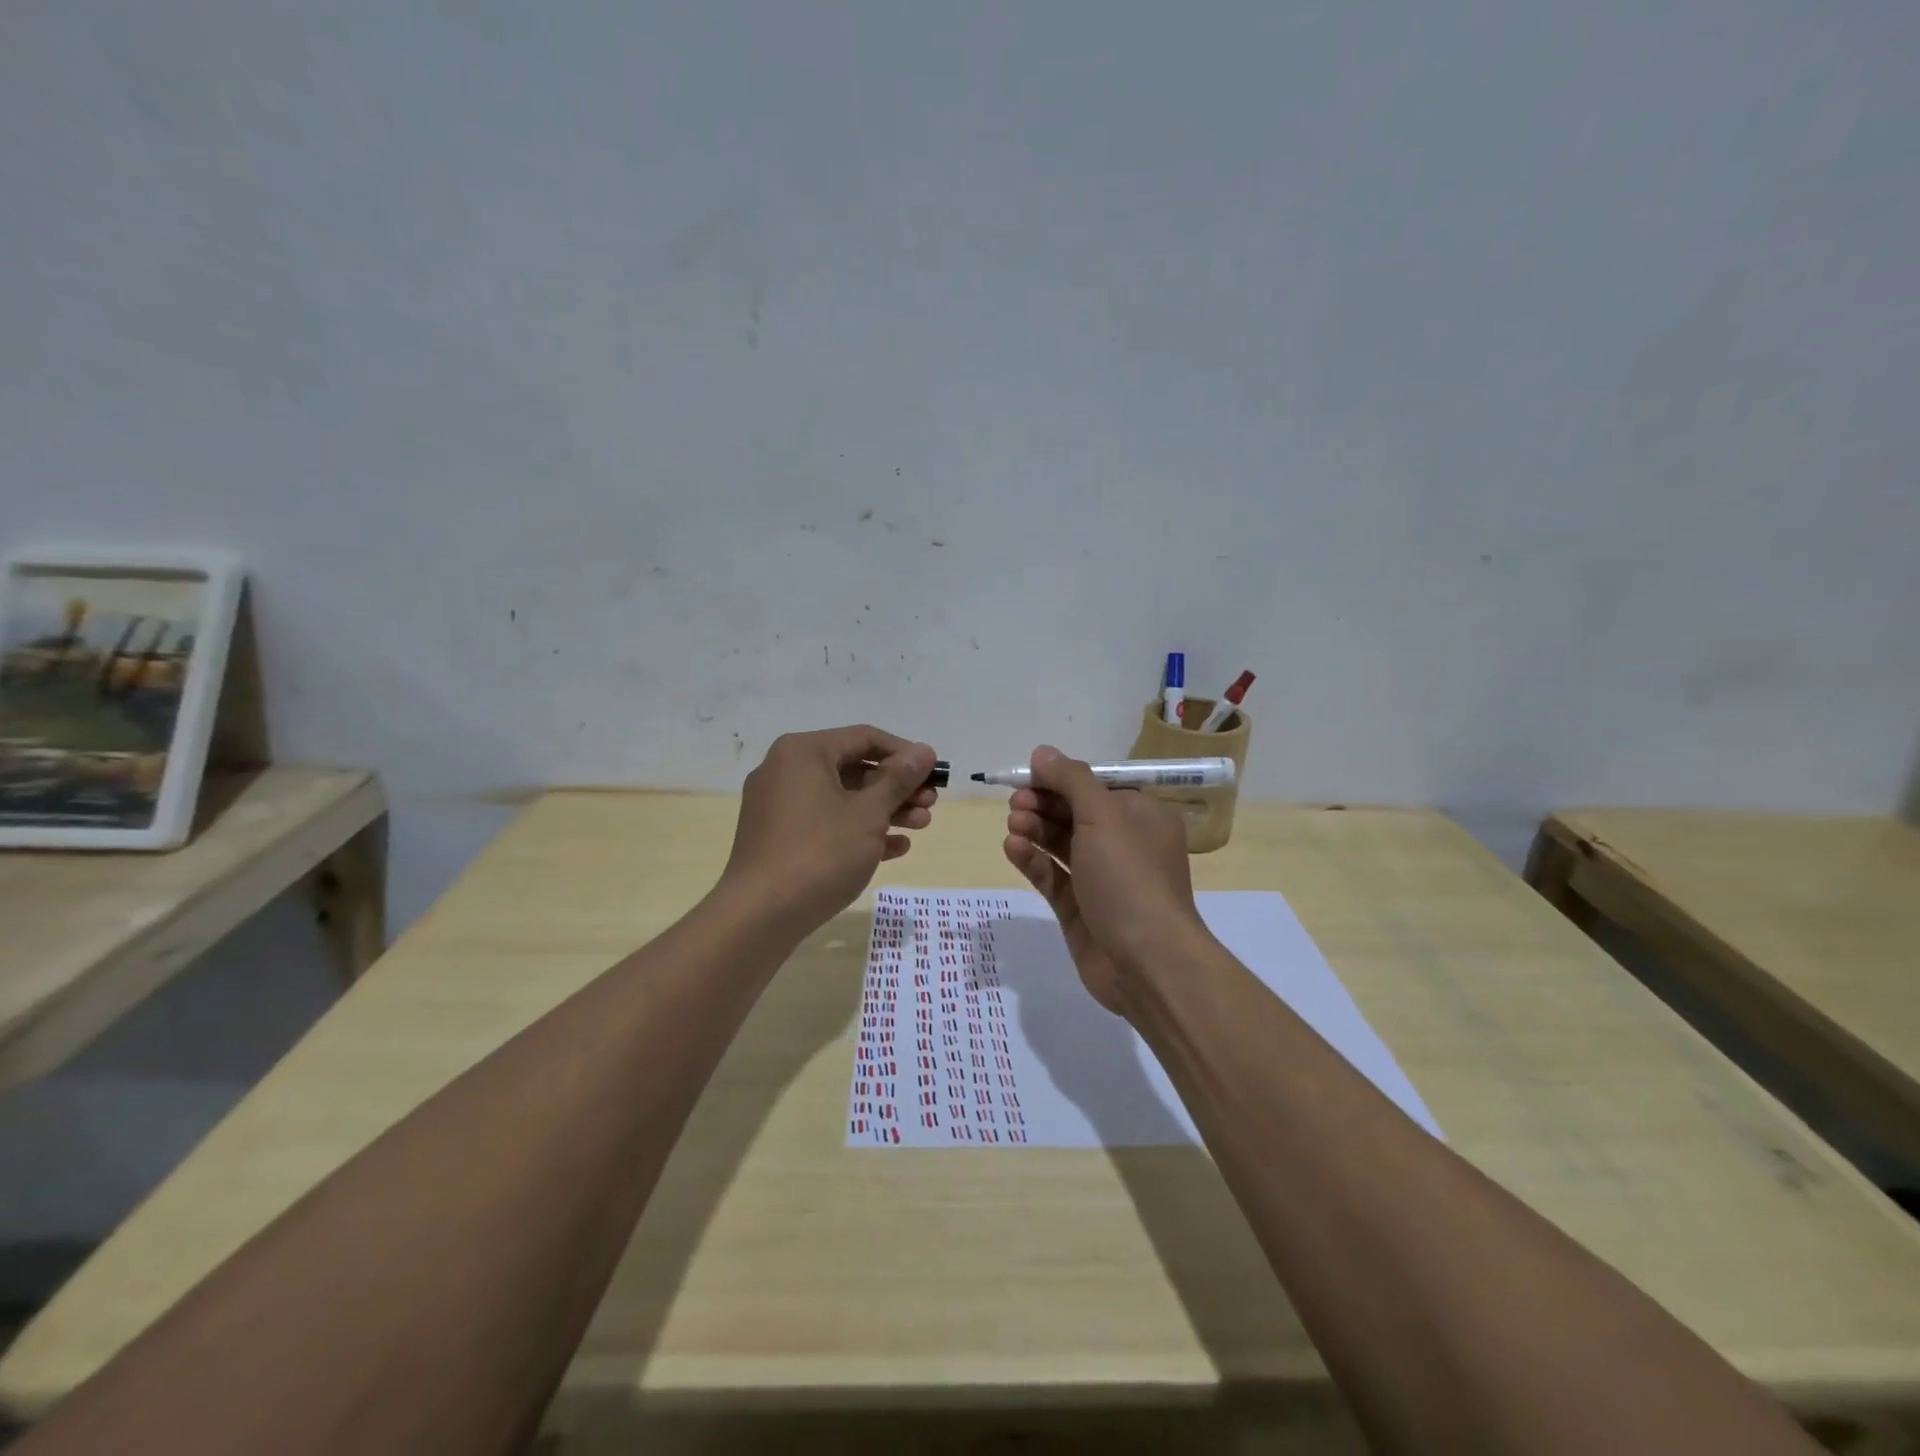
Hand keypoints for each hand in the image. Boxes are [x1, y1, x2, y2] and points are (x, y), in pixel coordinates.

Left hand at [722, 726, 938, 933]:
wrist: (760, 916)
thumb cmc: (820, 853)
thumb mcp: (868, 813)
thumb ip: (899, 779)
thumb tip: (925, 751)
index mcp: (803, 752)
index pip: (864, 738)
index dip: (905, 754)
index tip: (934, 773)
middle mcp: (786, 770)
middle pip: (854, 768)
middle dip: (897, 787)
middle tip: (931, 804)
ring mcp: (779, 806)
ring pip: (842, 798)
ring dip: (884, 810)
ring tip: (921, 826)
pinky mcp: (779, 837)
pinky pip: (826, 823)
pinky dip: (858, 831)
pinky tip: (894, 848)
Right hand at [1002, 745, 1206, 1013]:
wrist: (1146, 962)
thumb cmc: (1130, 877)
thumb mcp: (1104, 816)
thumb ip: (1071, 780)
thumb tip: (1042, 752)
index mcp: (1141, 816)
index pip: (1095, 786)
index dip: (1061, 779)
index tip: (1028, 776)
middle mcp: (1123, 843)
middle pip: (1075, 812)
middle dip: (1043, 804)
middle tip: (1015, 803)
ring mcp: (1100, 878)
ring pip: (1060, 843)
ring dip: (1035, 829)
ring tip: (1013, 824)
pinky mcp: (1079, 908)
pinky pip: (1052, 875)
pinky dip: (1032, 860)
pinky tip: (1012, 848)